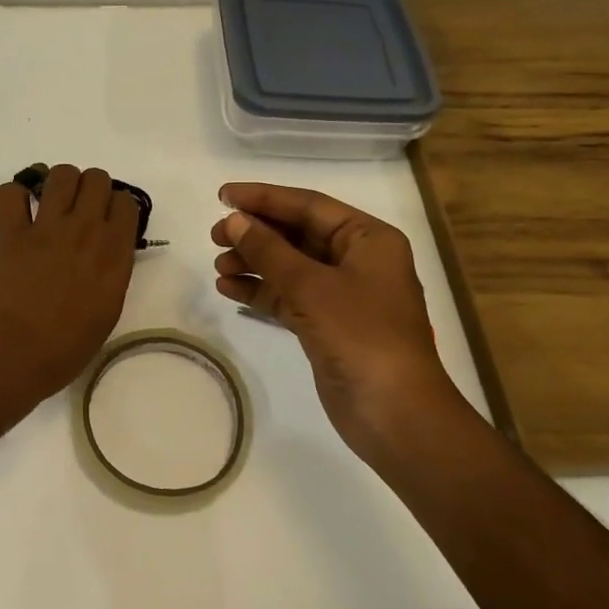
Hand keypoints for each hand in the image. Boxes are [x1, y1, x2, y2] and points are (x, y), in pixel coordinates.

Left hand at [0, 165, 138, 413]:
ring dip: (57, 183)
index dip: (116, 208)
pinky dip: (13, 197)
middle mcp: (86, 233)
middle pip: (97, 179)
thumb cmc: (61, 353)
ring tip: (49, 205)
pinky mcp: (10, 233)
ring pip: (61, 173)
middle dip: (90, 189)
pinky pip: (10, 192)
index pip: (127, 203)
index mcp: (115, 257)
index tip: (106, 223)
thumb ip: (109, 277)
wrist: (7, 360)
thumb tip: (103, 258)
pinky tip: (16, 214)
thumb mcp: (104, 316)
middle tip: (78, 213)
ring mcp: (46, 229)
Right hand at [210, 182, 462, 459]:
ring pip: (289, 266)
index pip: (309, 205)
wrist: (394, 413)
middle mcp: (357, 260)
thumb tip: (234, 220)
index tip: (222, 195)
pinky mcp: (326, 325)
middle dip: (256, 233)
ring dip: (254, 262)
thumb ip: (269, 249)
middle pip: (297, 234)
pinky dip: (260, 291)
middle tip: (215, 236)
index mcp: (368, 239)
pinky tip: (229, 289)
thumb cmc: (361, 336)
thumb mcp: (311, 286)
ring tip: (219, 266)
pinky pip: (288, 296)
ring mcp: (342, 295)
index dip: (264, 198)